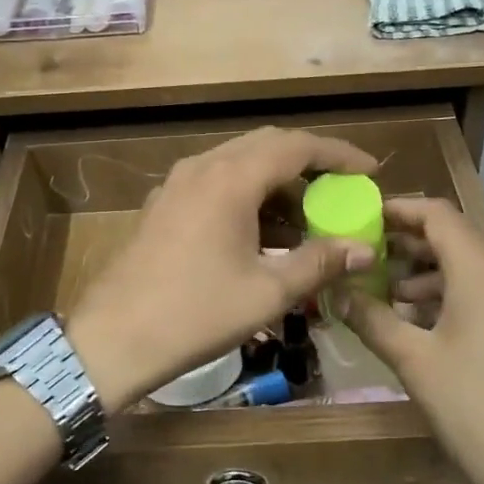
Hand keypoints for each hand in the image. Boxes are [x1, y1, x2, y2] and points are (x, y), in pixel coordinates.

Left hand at [66, 128, 377, 411]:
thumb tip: (363, 248)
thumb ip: (319, 262)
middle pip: (267, 146)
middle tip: (341, 191)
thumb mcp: (267, 292)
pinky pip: (215, 183)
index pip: (297, 146)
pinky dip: (247, 196)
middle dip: (309, 165)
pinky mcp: (164, 204)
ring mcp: (178, 183)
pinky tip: (262, 234)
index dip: (338, 155)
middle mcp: (203, 167)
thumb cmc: (196, 313)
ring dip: (276, 184)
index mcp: (231, 178)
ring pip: (239, 164)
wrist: (114, 337)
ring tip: (307, 221)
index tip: (369, 171)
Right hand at [340, 198, 483, 483]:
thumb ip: (372, 319)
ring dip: (436, 279)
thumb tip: (337, 293)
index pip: (439, 215)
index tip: (367, 218)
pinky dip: (464, 301)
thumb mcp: (414, 363)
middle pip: (460, 243)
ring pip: (480, 275)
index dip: (400, 210)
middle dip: (413, 248)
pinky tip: (440, 333)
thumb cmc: (476, 410)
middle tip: (373, 262)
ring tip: (398, 303)